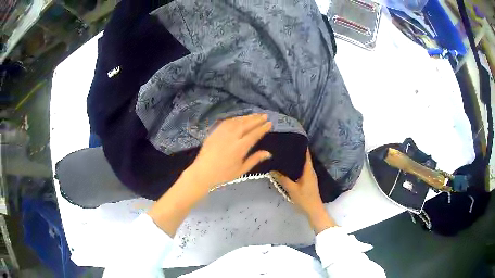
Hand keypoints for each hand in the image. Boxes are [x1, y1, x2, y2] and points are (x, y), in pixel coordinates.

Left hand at [187, 113, 271, 193]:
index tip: (269, 123)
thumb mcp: (241, 170)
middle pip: (246, 124)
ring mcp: (222, 133)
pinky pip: (227, 121)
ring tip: (255, 115)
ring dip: (247, 117)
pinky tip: (240, 118)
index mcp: (240, 148)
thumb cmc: (223, 174)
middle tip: (265, 116)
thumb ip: (255, 159)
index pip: (254, 134)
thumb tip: (268, 153)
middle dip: (257, 119)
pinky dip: (235, 118)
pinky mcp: (215, 132)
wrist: (203, 172)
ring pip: (237, 121)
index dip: (263, 128)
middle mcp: (231, 137)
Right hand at [271, 149, 335, 232]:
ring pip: (302, 164)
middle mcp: (310, 171)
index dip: (302, 146)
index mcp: (308, 170)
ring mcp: (310, 176)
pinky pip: (302, 170)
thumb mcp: (292, 189)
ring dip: (295, 160)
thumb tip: (272, 169)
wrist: (313, 209)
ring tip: (284, 155)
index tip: (294, 138)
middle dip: (296, 152)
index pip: (306, 154)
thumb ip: (282, 179)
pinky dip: (296, 167)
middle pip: (304, 158)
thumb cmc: (304, 198)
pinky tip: (288, 168)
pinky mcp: (308, 181)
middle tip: (285, 146)